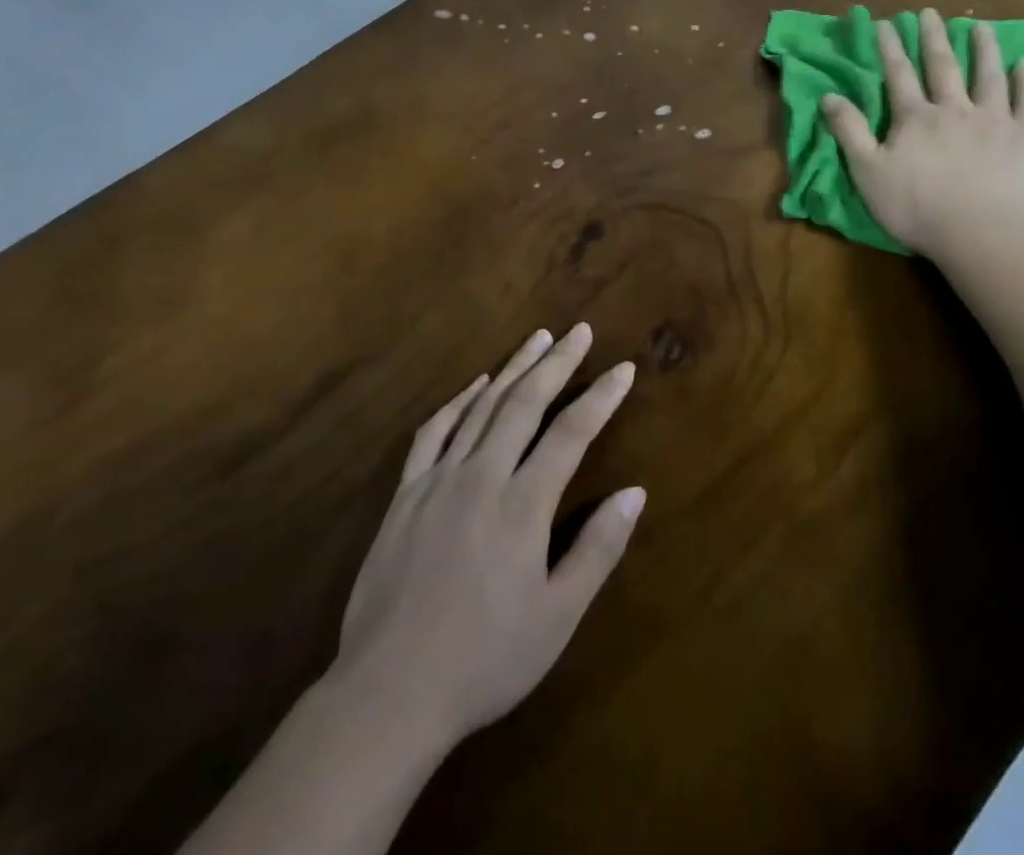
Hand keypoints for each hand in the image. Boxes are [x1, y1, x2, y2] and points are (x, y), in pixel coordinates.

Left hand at [332, 324, 643, 752]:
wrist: (389, 691)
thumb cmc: (484, 659)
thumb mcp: (556, 617)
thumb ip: (597, 550)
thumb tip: (634, 493)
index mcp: (523, 505)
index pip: (571, 433)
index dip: (601, 397)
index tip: (623, 368)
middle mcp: (482, 476)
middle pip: (525, 403)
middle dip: (556, 363)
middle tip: (578, 331)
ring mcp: (439, 480)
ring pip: (482, 407)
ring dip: (513, 369)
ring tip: (537, 339)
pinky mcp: (405, 494)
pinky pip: (433, 432)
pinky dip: (457, 402)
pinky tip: (474, 385)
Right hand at [822, 8, 1023, 261]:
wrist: (984, 236)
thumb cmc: (918, 209)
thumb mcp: (868, 173)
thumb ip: (849, 132)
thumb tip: (828, 96)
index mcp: (914, 118)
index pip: (898, 74)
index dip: (889, 47)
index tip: (885, 22)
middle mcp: (954, 109)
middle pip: (942, 66)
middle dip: (932, 37)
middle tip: (930, 12)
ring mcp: (994, 121)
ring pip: (987, 75)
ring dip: (983, 49)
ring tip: (980, 27)